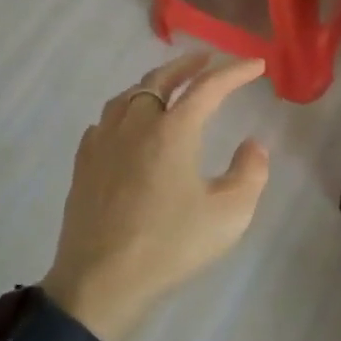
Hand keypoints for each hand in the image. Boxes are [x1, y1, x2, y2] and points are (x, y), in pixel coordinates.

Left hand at [43, 53, 270, 340]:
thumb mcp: (229, 215)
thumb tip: (254, 144)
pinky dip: (126, 110)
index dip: (235, 72)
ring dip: (154, 83)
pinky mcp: (84, 162)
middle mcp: (136, 124)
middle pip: (162, 78)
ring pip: (130, 95)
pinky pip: (107, 120)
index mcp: (173, 131)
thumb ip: (250, 173)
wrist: (100, 282)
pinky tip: (129, 124)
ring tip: (169, 86)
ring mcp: (104, 141)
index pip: (209, 87)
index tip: (256, 65)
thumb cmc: (170, 247)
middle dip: (189, 65)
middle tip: (208, 59)